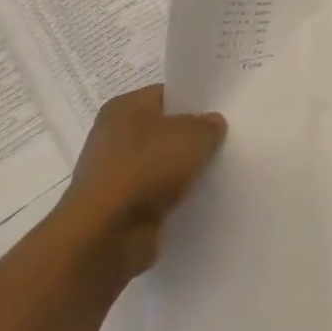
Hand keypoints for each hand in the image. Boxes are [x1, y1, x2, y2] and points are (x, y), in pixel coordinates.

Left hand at [53, 84, 226, 285]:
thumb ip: (208, 125)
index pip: (167, 95)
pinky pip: (155, 194)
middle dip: (191, 138)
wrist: (106, 235)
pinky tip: (197, 198)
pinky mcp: (118, 207)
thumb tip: (212, 124)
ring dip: (183, 170)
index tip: (222, 111)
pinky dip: (172, 197)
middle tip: (225, 140)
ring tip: (217, 171)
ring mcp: (114, 174)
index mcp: (124, 107)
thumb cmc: (147, 169)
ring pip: (160, 164)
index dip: (195, 101)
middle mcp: (113, 136)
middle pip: (164, 130)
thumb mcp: (194, 135)